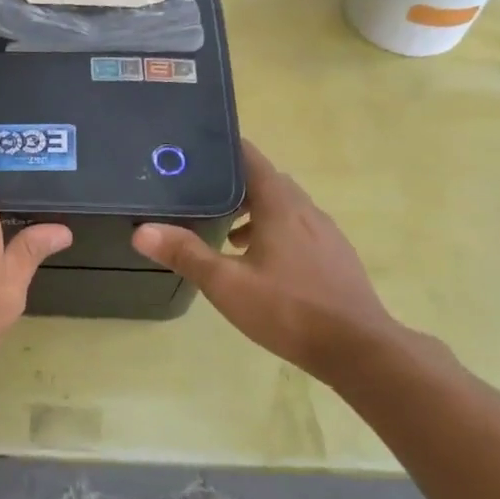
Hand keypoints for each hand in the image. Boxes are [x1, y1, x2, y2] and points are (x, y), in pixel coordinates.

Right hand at [132, 140, 397, 381]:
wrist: (357, 348)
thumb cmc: (288, 310)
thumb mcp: (227, 284)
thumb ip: (186, 254)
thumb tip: (142, 231)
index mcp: (281, 207)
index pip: (252, 160)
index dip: (225, 149)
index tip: (196, 150)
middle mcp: (306, 211)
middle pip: (268, 182)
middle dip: (235, 184)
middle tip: (200, 194)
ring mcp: (325, 234)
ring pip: (285, 207)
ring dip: (256, 211)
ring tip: (225, 232)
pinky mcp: (334, 257)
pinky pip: (298, 229)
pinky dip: (274, 231)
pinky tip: (259, 262)